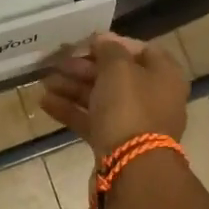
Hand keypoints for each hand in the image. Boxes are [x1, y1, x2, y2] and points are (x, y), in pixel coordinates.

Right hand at [39, 33, 188, 160]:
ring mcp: (134, 123)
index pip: (139, 50)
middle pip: (116, 75)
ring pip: (101, 98)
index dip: (112, 43)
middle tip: (57, 63)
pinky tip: (45, 102)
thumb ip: (109, 49)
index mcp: (164, 75)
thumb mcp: (118, 68)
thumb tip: (103, 39)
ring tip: (44, 82)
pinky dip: (71, 110)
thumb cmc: (129, 108)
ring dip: (73, 88)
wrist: (132, 169)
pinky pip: (92, 120)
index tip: (85, 43)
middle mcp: (154, 97)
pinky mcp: (116, 143)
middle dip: (84, 68)